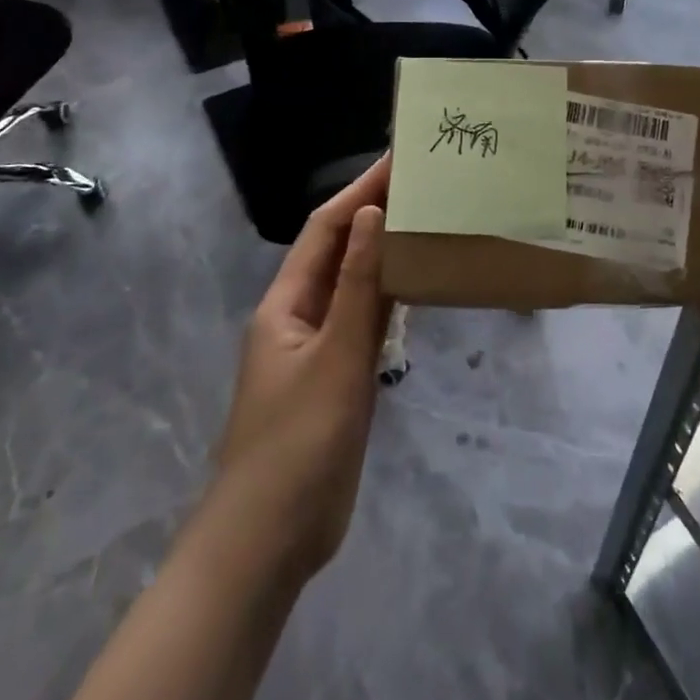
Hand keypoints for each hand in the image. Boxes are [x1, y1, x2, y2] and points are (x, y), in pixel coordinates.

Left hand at [211, 156, 391, 582]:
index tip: (398, 160)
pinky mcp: (338, 378)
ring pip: (355, 286)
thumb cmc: (298, 441)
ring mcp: (319, 349)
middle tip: (424, 184)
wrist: (271, 539)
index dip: (359, 190)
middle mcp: (300, 316)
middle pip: (340, 252)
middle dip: (375, 214)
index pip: (326, 229)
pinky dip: (390, 297)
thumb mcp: (335, 357)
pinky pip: (366, 322)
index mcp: (286, 303)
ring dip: (384, 253)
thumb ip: (358, 286)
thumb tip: (371, 213)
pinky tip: (419, 286)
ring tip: (428, 221)